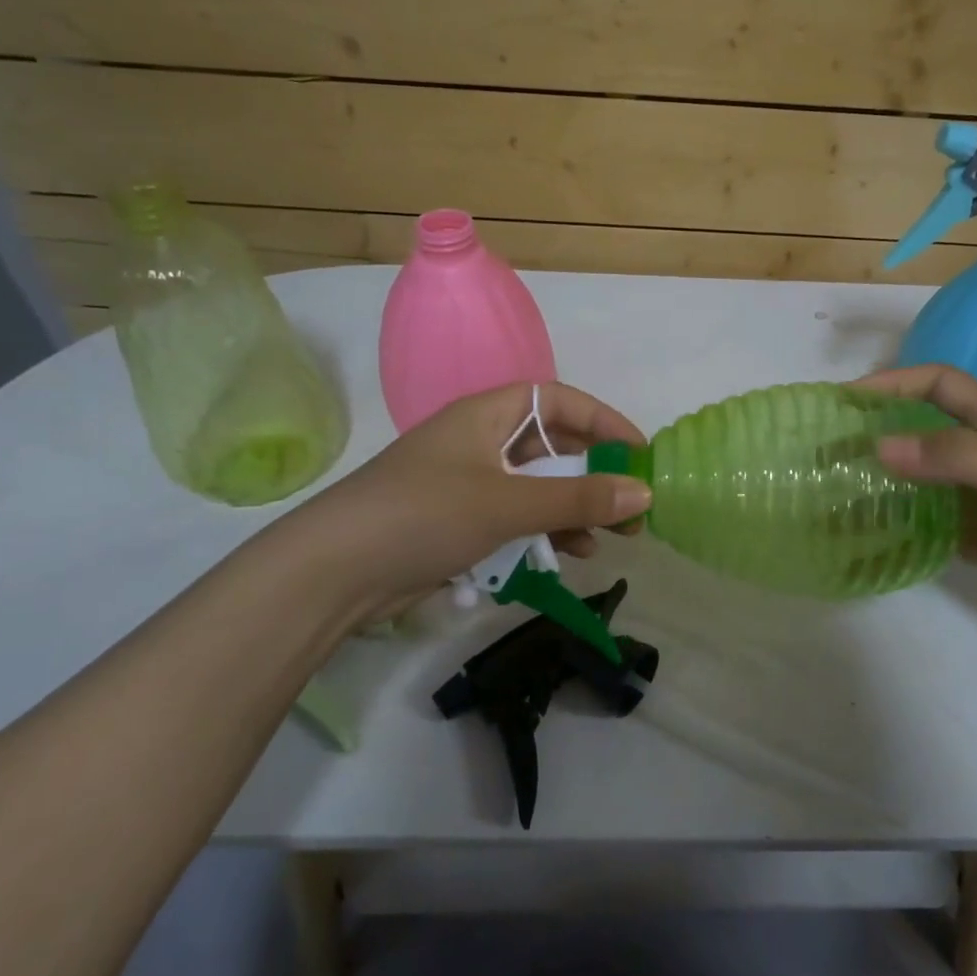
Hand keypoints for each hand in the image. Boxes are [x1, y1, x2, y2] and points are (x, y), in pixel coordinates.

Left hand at [280, 382, 649, 623]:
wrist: (333, 573)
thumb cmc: (424, 515)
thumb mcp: (508, 503)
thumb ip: (578, 499)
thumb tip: (643, 493)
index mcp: (485, 415)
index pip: (557, 401)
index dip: (602, 421)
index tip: (638, 452)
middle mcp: (479, 442)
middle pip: (551, 447)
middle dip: (595, 475)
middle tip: (632, 507)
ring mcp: (468, 485)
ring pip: (537, 488)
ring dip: (574, 509)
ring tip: (610, 539)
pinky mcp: (459, 524)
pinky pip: (516, 519)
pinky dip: (544, 532)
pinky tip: (568, 556)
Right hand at [857, 365, 976, 632]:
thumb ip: (955, 458)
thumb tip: (878, 447)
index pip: (939, 386)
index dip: (894, 383)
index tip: (846, 400)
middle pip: (924, 435)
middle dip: (878, 436)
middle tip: (827, 455)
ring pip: (926, 485)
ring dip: (887, 486)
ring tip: (839, 498)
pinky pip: (938, 529)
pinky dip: (907, 530)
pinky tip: (877, 540)